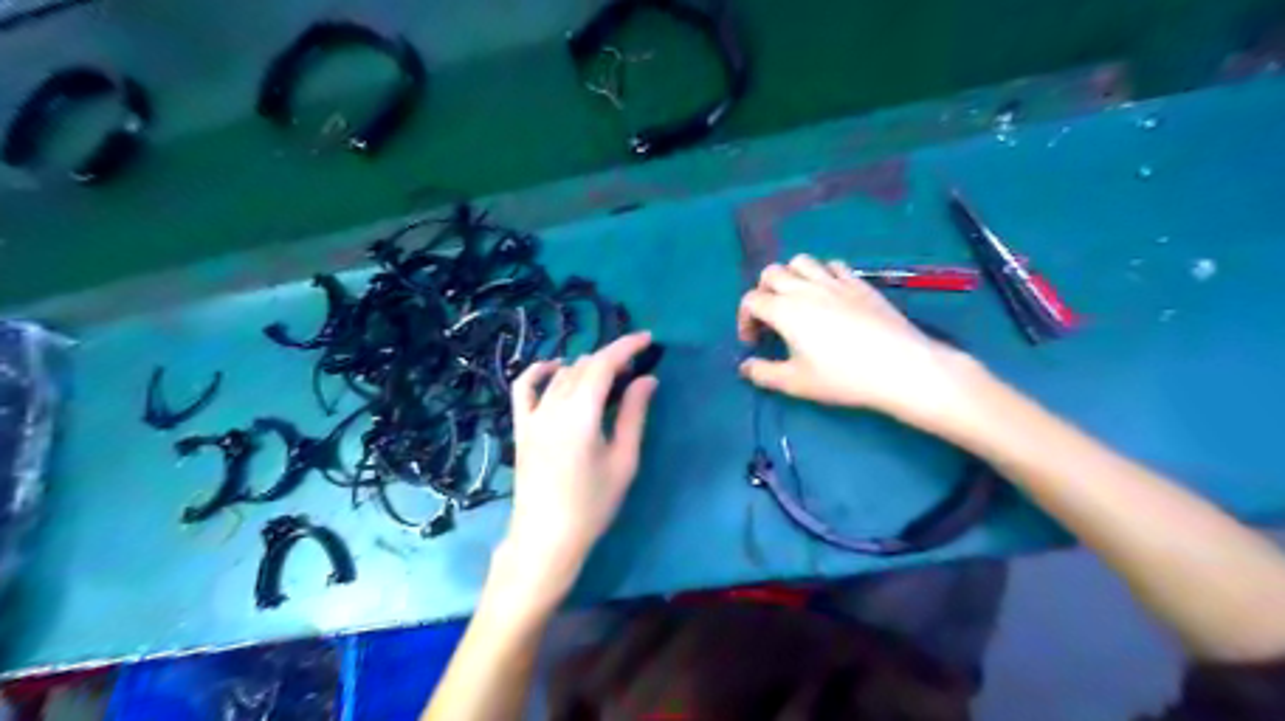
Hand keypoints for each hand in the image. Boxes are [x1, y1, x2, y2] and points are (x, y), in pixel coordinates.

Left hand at [498, 331, 662, 601]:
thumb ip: (634, 415)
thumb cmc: (593, 504)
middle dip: (611, 358)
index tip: (648, 339)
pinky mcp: (521, 427)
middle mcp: (553, 407)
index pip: (603, 364)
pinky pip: (525, 387)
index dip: (626, 347)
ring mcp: (533, 416)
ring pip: (561, 374)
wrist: (546, 538)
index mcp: (581, 414)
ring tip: (609, 375)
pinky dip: (540, 371)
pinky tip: (555, 368)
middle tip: (636, 368)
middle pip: (584, 366)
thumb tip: (647, 380)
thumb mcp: (624, 460)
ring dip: (586, 366)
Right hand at [738, 253, 979, 428]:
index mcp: (784, 310)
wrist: (899, 366)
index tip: (754, 342)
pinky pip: (833, 265)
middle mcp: (805, 288)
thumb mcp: (795, 383)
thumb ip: (764, 374)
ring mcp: (834, 282)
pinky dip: (822, 274)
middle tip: (770, 318)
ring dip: (790, 276)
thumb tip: (745, 367)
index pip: (751, 300)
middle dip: (762, 292)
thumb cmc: (842, 377)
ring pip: (801, 261)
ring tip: (796, 300)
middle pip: (771, 273)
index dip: (744, 320)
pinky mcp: (859, 283)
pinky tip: (828, 294)